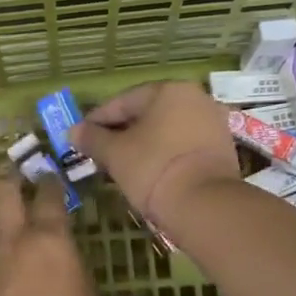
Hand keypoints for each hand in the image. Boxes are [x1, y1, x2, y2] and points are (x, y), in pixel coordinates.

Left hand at [0, 173, 105, 295]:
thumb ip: (76, 275)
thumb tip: (69, 268)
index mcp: (52, 240)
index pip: (49, 196)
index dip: (50, 183)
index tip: (50, 177)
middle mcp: (14, 239)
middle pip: (2, 191)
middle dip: (9, 179)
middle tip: (16, 178)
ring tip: (0, 214)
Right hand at [71, 82, 240, 227]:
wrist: (205, 204)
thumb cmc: (153, 168)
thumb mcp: (115, 153)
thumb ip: (92, 138)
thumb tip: (73, 131)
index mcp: (168, 90)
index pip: (123, 102)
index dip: (97, 120)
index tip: (80, 136)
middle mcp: (195, 98)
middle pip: (147, 114)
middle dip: (121, 132)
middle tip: (99, 152)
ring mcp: (213, 123)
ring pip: (166, 130)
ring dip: (142, 144)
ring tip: (121, 165)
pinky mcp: (222, 148)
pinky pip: (183, 145)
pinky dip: (164, 154)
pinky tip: (148, 172)